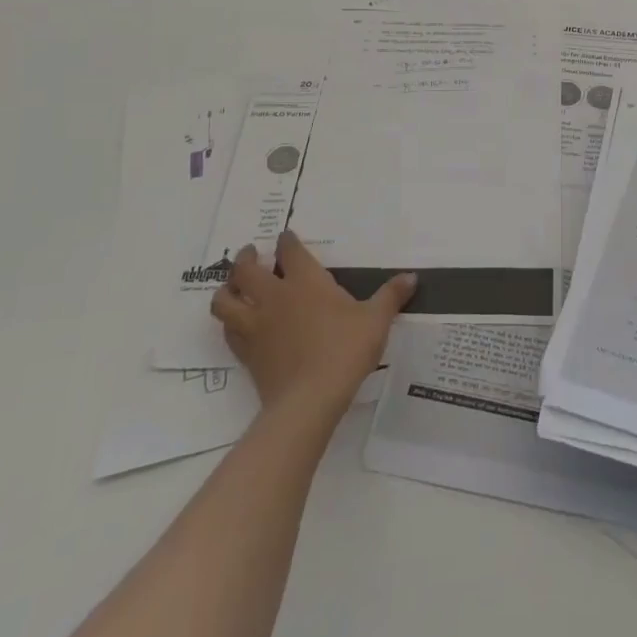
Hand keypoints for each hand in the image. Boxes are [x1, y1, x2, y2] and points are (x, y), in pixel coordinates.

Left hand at [211, 230, 414, 423]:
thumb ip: (391, 296)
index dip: (287, 241)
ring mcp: (255, 325)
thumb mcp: (376, 320)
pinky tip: (238, 323)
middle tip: (250, 253)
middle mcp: (275, 296)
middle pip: (246, 269)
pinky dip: (230, 321)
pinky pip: (228, 330)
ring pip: (225, 300)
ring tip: (232, 286)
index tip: (286, 237)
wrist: (309, 399)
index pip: (290, 250)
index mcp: (305, 281)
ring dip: (226, 289)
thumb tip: (412, 276)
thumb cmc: (345, 350)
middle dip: (246, 258)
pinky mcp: (246, 352)